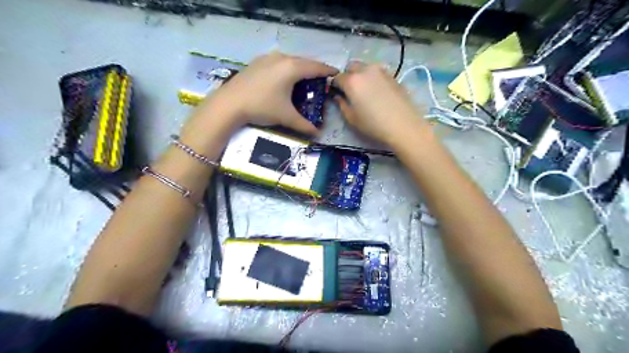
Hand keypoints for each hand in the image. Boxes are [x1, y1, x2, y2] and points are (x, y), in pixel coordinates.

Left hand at [188, 51, 338, 136]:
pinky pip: (278, 62)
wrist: (229, 104)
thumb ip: (304, 125)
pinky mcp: (257, 62)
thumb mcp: (286, 117)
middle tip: (322, 80)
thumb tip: (318, 134)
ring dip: (300, 68)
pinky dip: (287, 69)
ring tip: (305, 79)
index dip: (328, 71)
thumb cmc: (262, 107)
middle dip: (314, 70)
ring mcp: (267, 58)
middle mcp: (281, 58)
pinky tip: (284, 79)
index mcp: (292, 68)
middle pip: (304, 62)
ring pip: (290, 61)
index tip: (337, 74)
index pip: (316, 67)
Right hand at [333, 62, 426, 147]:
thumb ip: (341, 104)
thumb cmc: (373, 124)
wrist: (403, 125)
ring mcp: (380, 70)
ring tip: (364, 90)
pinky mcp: (392, 75)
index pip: (336, 77)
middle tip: (349, 91)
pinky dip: (372, 77)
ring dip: (360, 74)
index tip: (336, 93)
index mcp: (352, 81)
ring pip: (365, 67)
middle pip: (351, 66)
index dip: (334, 85)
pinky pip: (377, 72)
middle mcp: (365, 70)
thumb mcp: (352, 118)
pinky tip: (377, 92)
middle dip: (347, 75)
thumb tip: (338, 96)